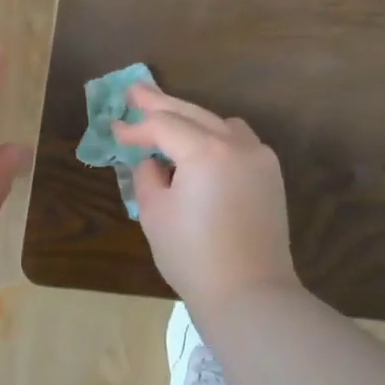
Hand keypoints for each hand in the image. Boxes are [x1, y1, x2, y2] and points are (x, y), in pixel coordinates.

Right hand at [114, 86, 299, 309]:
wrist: (248, 293)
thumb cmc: (192, 256)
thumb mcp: (155, 214)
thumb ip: (148, 177)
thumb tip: (152, 163)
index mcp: (207, 152)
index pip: (164, 126)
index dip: (136, 128)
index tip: (114, 130)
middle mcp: (238, 145)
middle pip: (194, 114)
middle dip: (161, 104)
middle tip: (135, 91)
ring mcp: (260, 159)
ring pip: (221, 123)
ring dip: (192, 119)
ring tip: (167, 119)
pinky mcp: (270, 177)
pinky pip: (240, 142)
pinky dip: (216, 137)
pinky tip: (200, 146)